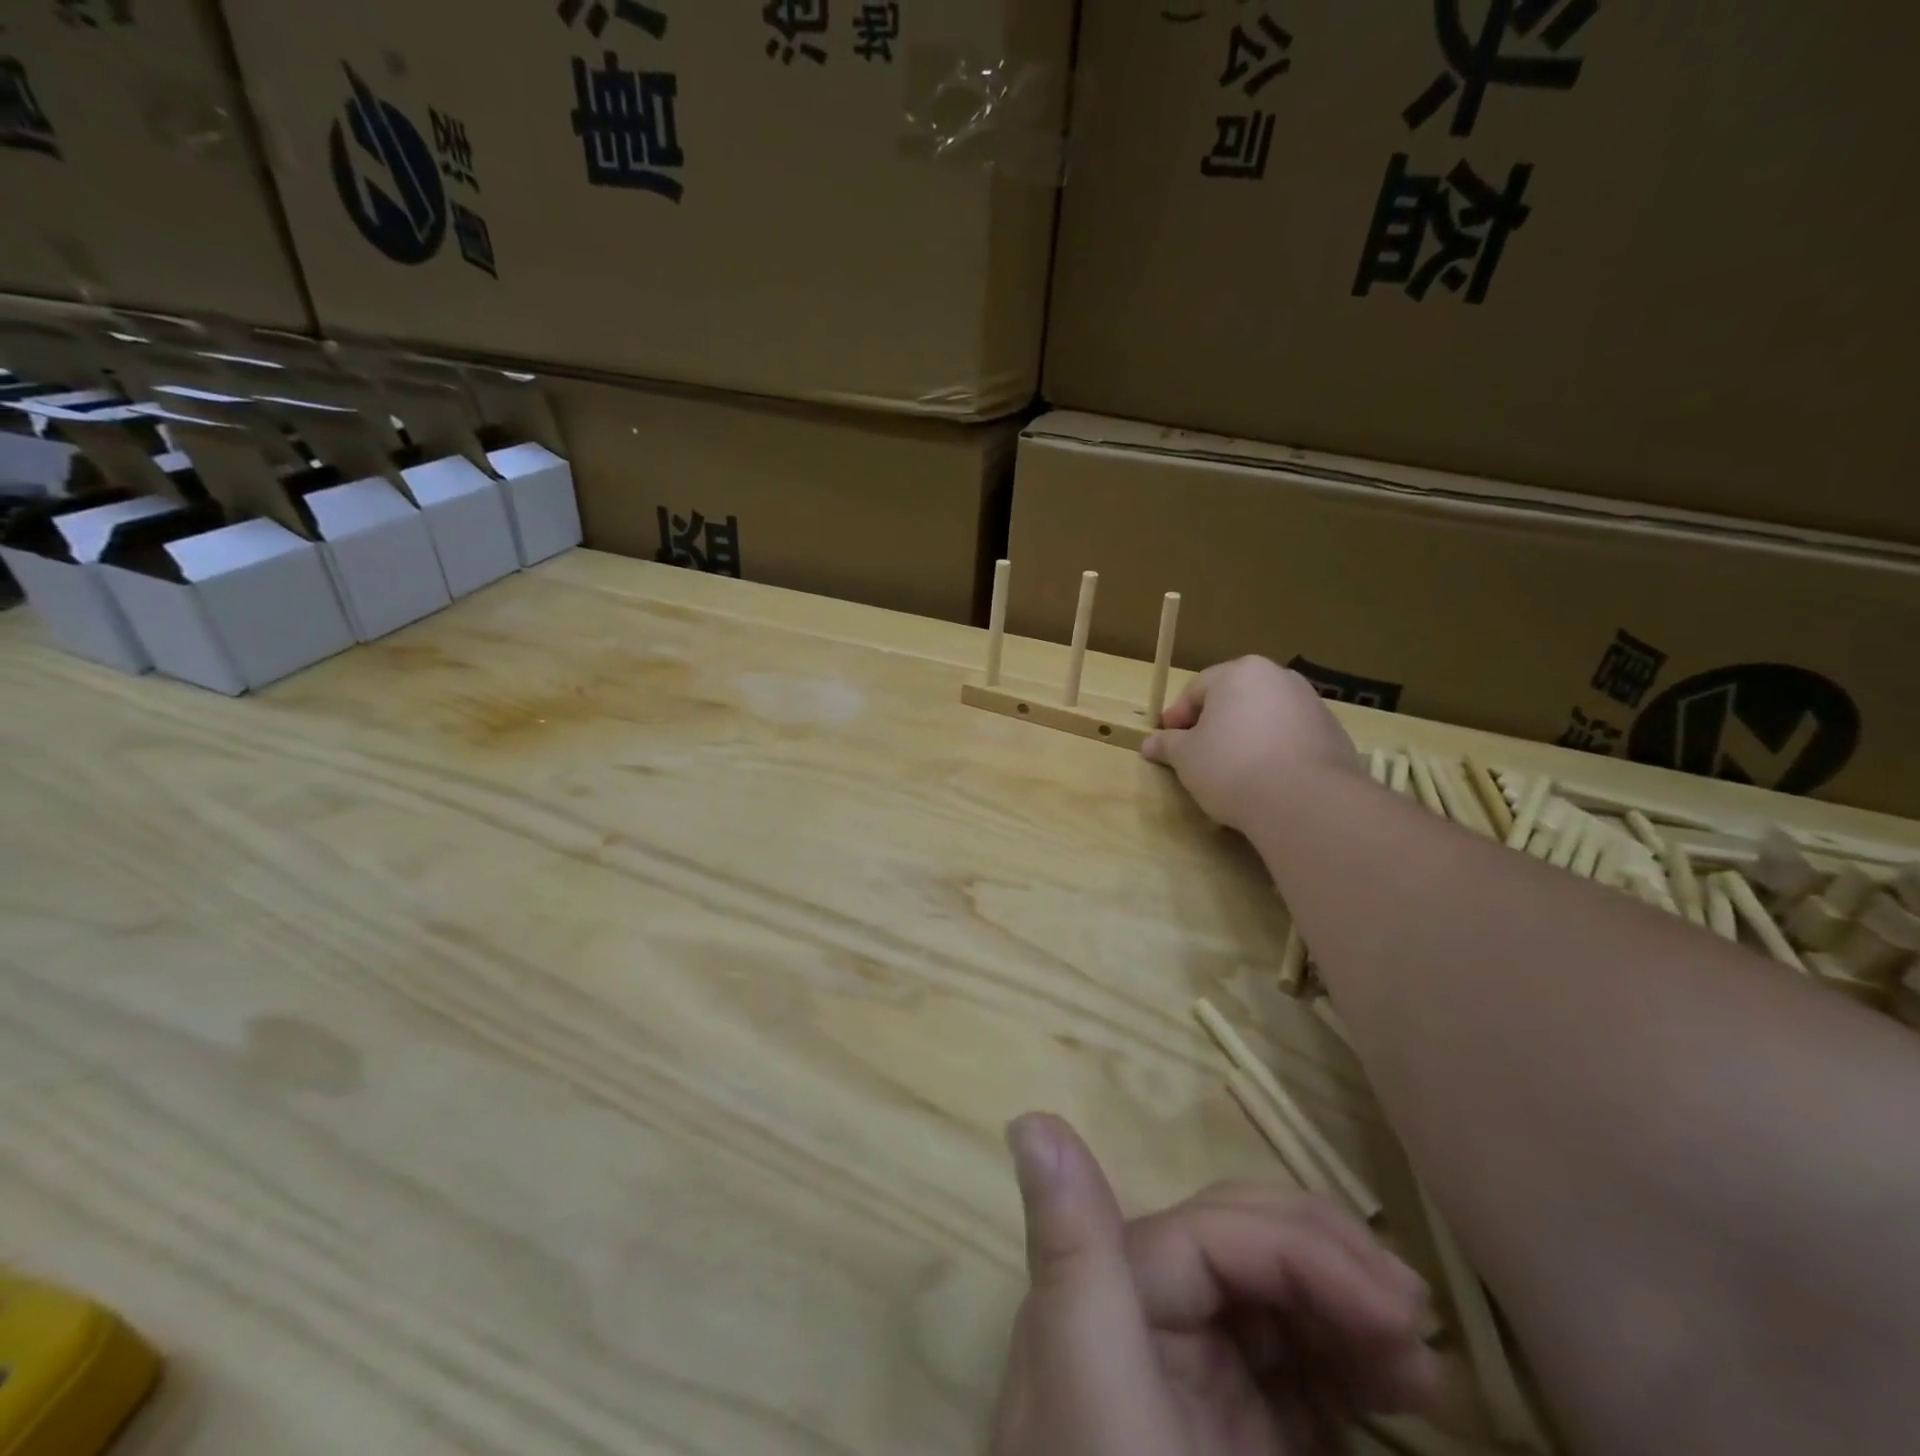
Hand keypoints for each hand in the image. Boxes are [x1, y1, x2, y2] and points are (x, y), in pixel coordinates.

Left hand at [990, 1114, 1438, 1455]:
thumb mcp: (1096, 1397)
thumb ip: (1071, 1254)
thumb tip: (1031, 1117)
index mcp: (1108, 1293)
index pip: (1214, 1233)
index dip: (1304, 1250)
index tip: (1398, 1313)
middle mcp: (1145, 1318)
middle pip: (1246, 1249)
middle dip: (1331, 1266)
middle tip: (1415, 1325)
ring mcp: (1195, 1382)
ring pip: (1278, 1300)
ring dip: (1348, 1310)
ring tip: (1417, 1363)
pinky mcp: (1235, 1436)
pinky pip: (1298, 1373)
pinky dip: (1348, 1365)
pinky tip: (1395, 1388)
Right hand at [1142, 658, 1358, 833]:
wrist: (1304, 801)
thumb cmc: (1231, 766)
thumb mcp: (1186, 757)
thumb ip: (1168, 745)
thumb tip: (1150, 743)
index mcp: (1240, 673)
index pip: (1197, 689)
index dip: (1177, 717)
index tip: (1167, 742)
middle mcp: (1279, 678)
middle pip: (1234, 699)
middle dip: (1213, 724)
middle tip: (1197, 755)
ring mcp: (1312, 704)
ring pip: (1265, 718)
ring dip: (1245, 737)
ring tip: (1232, 772)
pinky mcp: (1333, 734)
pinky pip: (1291, 738)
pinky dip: (1274, 752)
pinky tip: (1265, 780)